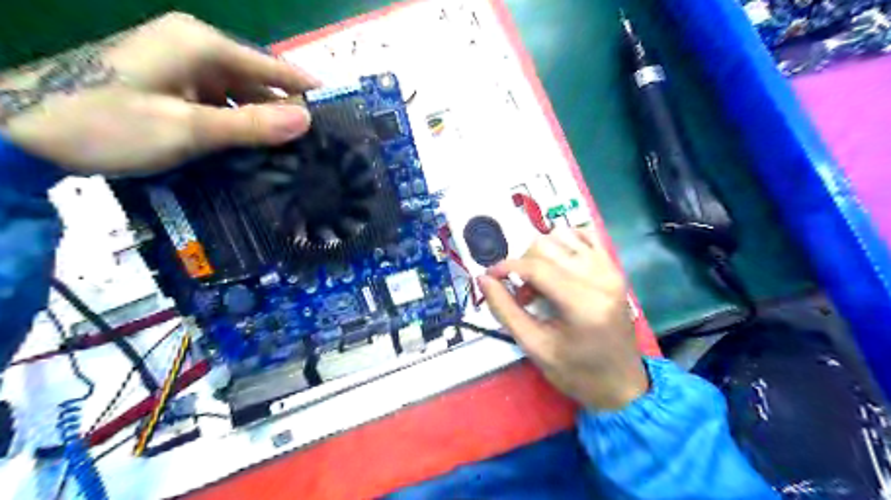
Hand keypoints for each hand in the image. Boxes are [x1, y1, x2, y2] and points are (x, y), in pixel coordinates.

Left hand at [0, 13, 319, 175]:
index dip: (308, 92)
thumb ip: (252, 125)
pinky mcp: (172, 86)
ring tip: (295, 156)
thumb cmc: (107, 124)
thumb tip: (309, 121)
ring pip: (241, 96)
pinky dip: (240, 126)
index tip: (340, 116)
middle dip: (287, 114)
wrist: (21, 130)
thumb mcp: (188, 129)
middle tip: (318, 149)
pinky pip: (221, 105)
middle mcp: (197, 49)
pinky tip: (255, 150)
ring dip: (264, 125)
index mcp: (203, 45)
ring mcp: (183, 67)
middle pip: (259, 82)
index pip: (274, 68)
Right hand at [481, 228, 648, 409]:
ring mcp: (611, 269)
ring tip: (541, 282)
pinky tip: (558, 266)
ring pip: (562, 235)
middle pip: (547, 246)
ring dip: (542, 253)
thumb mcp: (535, 347)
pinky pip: (584, 235)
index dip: (506, 267)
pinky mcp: (614, 268)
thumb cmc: (576, 372)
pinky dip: (564, 243)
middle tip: (524, 295)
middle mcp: (600, 278)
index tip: (490, 277)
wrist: (621, 384)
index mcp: (583, 304)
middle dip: (524, 264)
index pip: (536, 267)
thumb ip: (505, 310)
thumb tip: (483, 279)